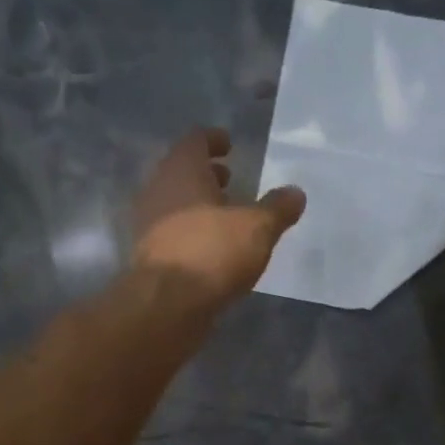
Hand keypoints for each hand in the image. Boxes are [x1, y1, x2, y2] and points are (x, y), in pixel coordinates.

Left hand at [132, 127, 305, 308]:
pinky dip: (192, 233)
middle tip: (230, 180)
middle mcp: (158, 191)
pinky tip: (213, 249)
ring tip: (226, 218)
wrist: (166, 305)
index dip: (213, 139)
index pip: (195, 141)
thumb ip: (277, 209)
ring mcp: (149, 225)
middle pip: (182, 173)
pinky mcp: (149, 257)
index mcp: (182, 170)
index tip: (229, 144)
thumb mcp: (257, 228)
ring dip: (199, 206)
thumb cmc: (212, 252)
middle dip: (207, 175)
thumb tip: (296, 193)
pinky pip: (174, 234)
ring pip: (176, 204)